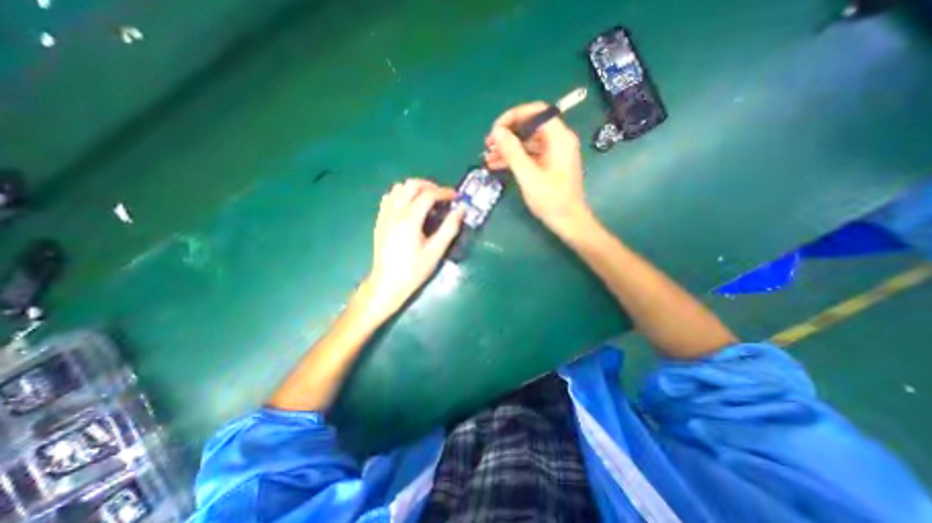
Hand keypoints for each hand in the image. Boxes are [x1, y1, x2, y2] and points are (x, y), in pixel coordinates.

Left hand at [358, 179, 462, 319]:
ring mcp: (384, 215)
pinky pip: (389, 198)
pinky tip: (409, 207)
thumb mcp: (436, 251)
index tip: (455, 197)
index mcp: (409, 220)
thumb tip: (461, 209)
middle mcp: (395, 212)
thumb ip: (449, 228)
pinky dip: (401, 195)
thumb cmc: (413, 270)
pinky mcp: (380, 221)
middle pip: (411, 185)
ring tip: (426, 200)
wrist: (387, 283)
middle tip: (442, 197)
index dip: (444, 192)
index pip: (428, 195)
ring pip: (398, 188)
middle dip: (429, 186)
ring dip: (414, 189)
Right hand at [484, 103, 584, 236]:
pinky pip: (529, 155)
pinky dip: (514, 159)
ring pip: (527, 143)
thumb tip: (497, 131)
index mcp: (559, 138)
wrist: (568, 222)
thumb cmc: (551, 200)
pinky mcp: (548, 165)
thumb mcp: (528, 176)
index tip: (495, 130)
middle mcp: (558, 141)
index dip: (513, 116)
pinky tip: (496, 165)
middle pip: (530, 127)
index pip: (536, 112)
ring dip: (507, 149)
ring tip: (487, 157)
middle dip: (507, 135)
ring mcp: (553, 154)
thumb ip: (512, 152)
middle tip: (487, 145)